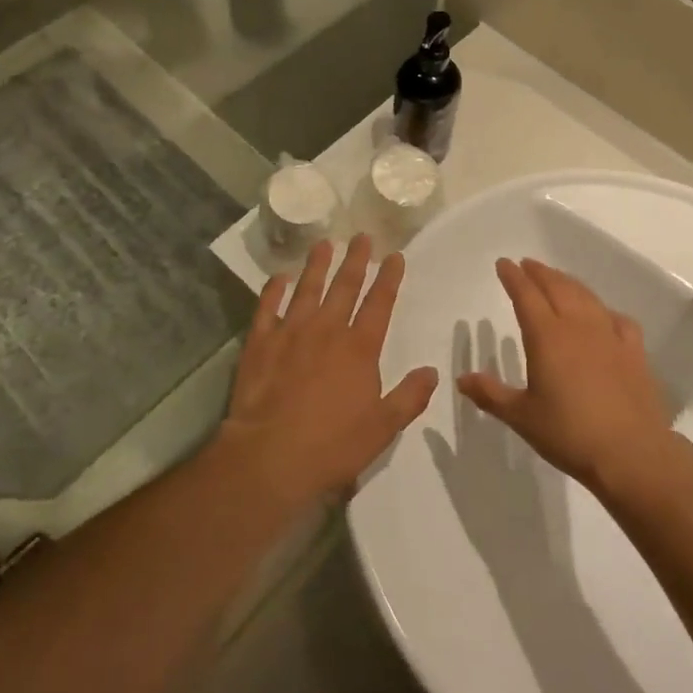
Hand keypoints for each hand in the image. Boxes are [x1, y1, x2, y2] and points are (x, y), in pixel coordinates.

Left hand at [217, 236, 438, 506]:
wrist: (270, 456)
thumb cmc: (331, 445)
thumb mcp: (382, 428)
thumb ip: (408, 397)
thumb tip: (432, 371)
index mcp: (359, 348)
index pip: (380, 303)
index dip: (389, 278)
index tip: (395, 256)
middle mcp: (327, 329)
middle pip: (345, 286)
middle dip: (356, 259)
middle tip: (362, 236)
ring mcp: (291, 331)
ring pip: (308, 288)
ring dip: (317, 264)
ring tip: (325, 243)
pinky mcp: (260, 341)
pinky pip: (268, 307)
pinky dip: (274, 289)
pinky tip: (279, 277)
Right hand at [458, 258, 674, 491]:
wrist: (632, 454)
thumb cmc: (569, 434)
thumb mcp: (522, 417)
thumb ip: (491, 394)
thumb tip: (461, 379)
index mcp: (546, 336)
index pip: (526, 295)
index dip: (513, 277)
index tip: (503, 263)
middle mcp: (577, 326)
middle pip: (556, 287)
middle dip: (539, 272)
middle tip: (527, 264)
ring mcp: (609, 336)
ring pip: (586, 297)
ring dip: (568, 282)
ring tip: (558, 279)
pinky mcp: (634, 352)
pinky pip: (618, 319)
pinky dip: (605, 311)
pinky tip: (604, 316)